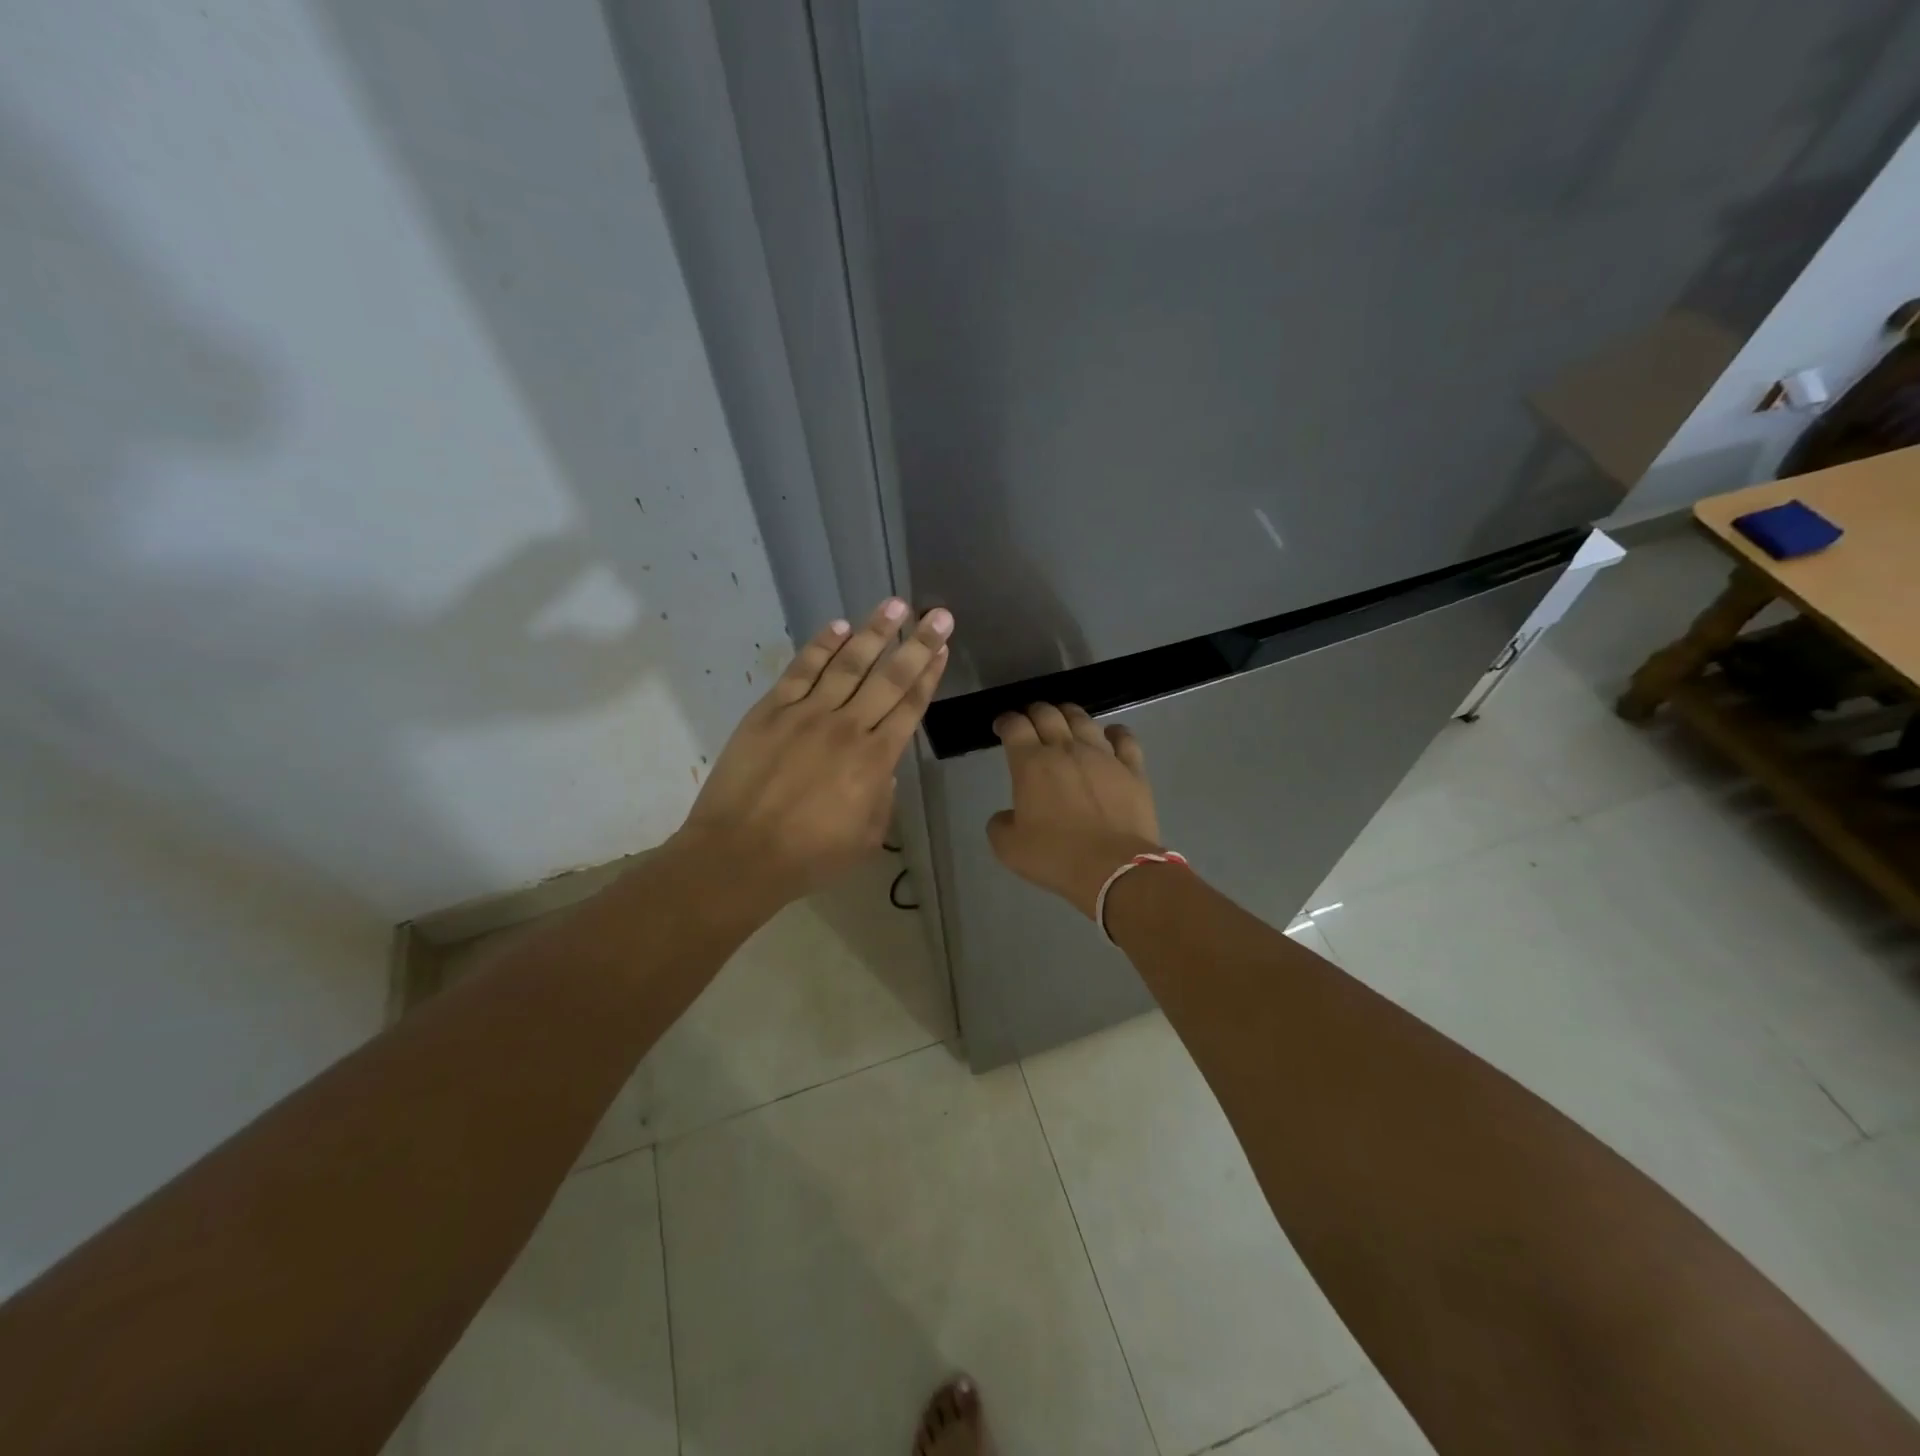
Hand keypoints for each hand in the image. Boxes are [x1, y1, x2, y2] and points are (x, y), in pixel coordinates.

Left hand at [674, 598, 951, 913]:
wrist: (740, 855)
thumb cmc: (808, 855)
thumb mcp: (867, 838)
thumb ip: (883, 797)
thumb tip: (883, 769)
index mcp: (875, 761)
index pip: (910, 706)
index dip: (929, 674)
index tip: (942, 648)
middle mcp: (848, 727)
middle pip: (889, 678)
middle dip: (917, 644)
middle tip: (938, 614)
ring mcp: (807, 714)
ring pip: (848, 664)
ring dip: (874, 633)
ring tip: (895, 605)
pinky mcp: (771, 710)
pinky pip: (802, 670)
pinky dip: (821, 647)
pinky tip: (840, 627)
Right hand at [988, 703, 1161, 917]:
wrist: (1113, 868)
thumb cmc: (1055, 856)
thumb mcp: (1008, 848)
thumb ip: (1000, 824)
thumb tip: (1007, 816)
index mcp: (1031, 764)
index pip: (1014, 726)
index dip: (1005, 721)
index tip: (1001, 727)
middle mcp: (1066, 749)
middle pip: (1048, 714)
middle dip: (1034, 711)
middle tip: (1030, 720)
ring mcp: (1103, 755)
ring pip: (1084, 719)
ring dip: (1069, 714)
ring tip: (1064, 719)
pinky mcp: (1132, 769)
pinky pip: (1124, 738)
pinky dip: (1114, 732)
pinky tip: (1110, 734)